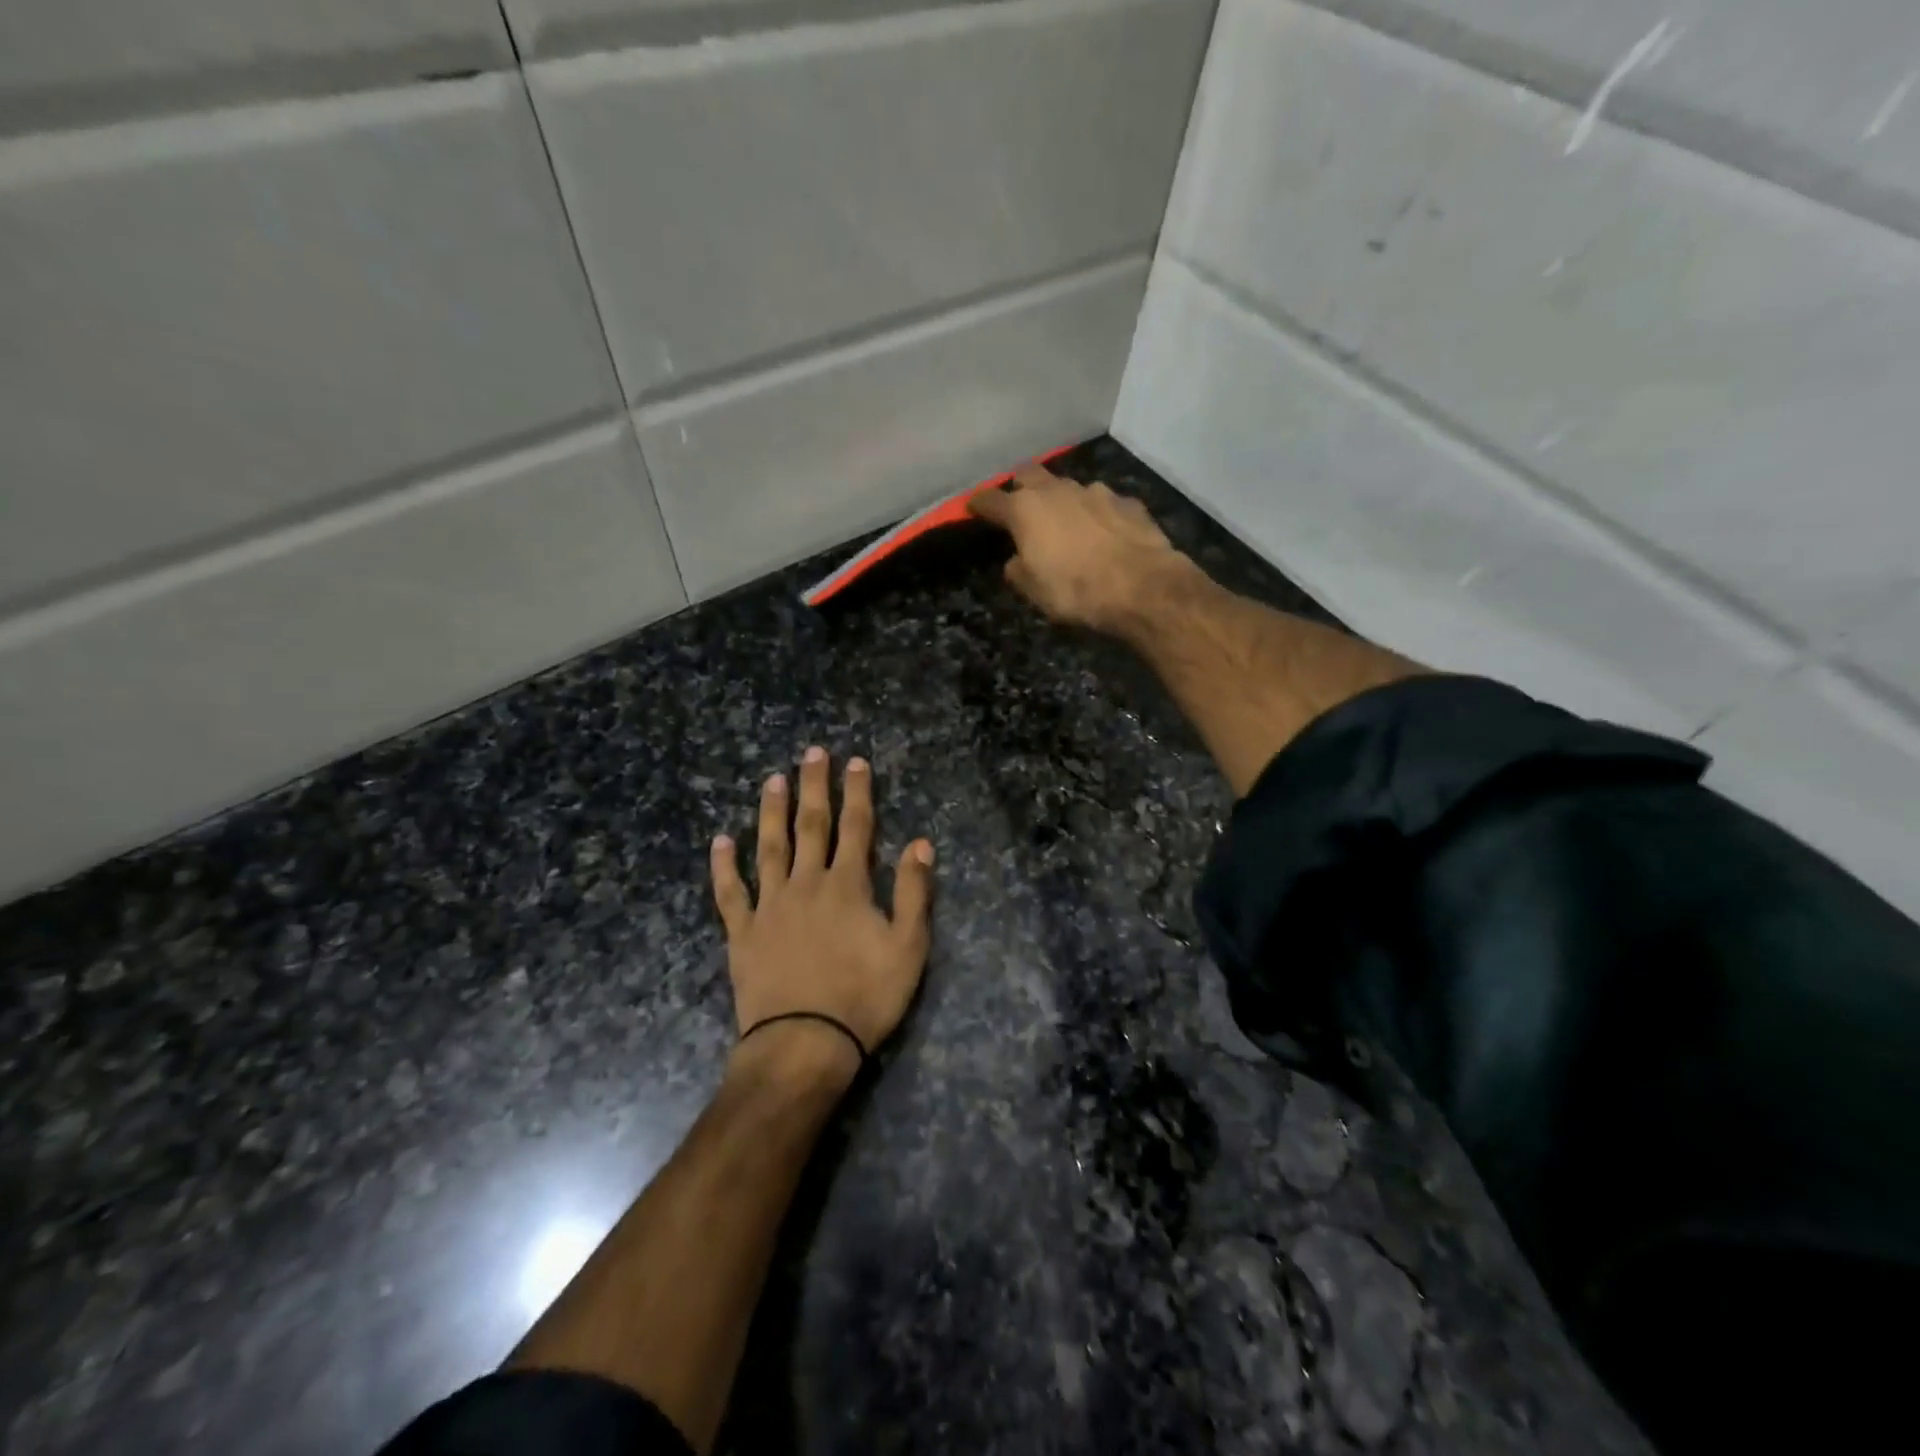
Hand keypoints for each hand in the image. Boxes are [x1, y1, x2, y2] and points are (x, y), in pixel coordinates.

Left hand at [711, 747, 934, 1074]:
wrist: (804, 1044)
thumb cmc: (864, 996)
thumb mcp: (908, 947)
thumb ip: (915, 893)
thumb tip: (921, 843)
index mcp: (847, 886)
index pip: (856, 828)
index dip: (857, 793)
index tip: (855, 762)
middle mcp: (807, 884)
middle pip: (811, 826)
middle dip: (814, 787)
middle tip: (812, 753)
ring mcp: (770, 906)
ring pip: (770, 848)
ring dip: (771, 812)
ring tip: (773, 780)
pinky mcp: (743, 932)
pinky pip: (731, 892)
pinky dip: (724, 866)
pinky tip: (720, 841)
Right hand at [969, 465, 1186, 632]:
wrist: (1142, 586)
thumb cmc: (1076, 590)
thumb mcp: (1034, 591)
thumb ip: (1019, 570)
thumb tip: (1017, 560)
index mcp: (1026, 510)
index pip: (991, 500)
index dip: (979, 504)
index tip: (972, 507)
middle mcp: (1058, 491)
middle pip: (1030, 475)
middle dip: (1021, 487)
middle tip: (1021, 506)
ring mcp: (1096, 492)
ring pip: (1070, 487)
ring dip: (1063, 501)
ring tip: (1068, 524)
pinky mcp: (1128, 502)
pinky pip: (1104, 503)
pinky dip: (1097, 515)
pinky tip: (1104, 534)